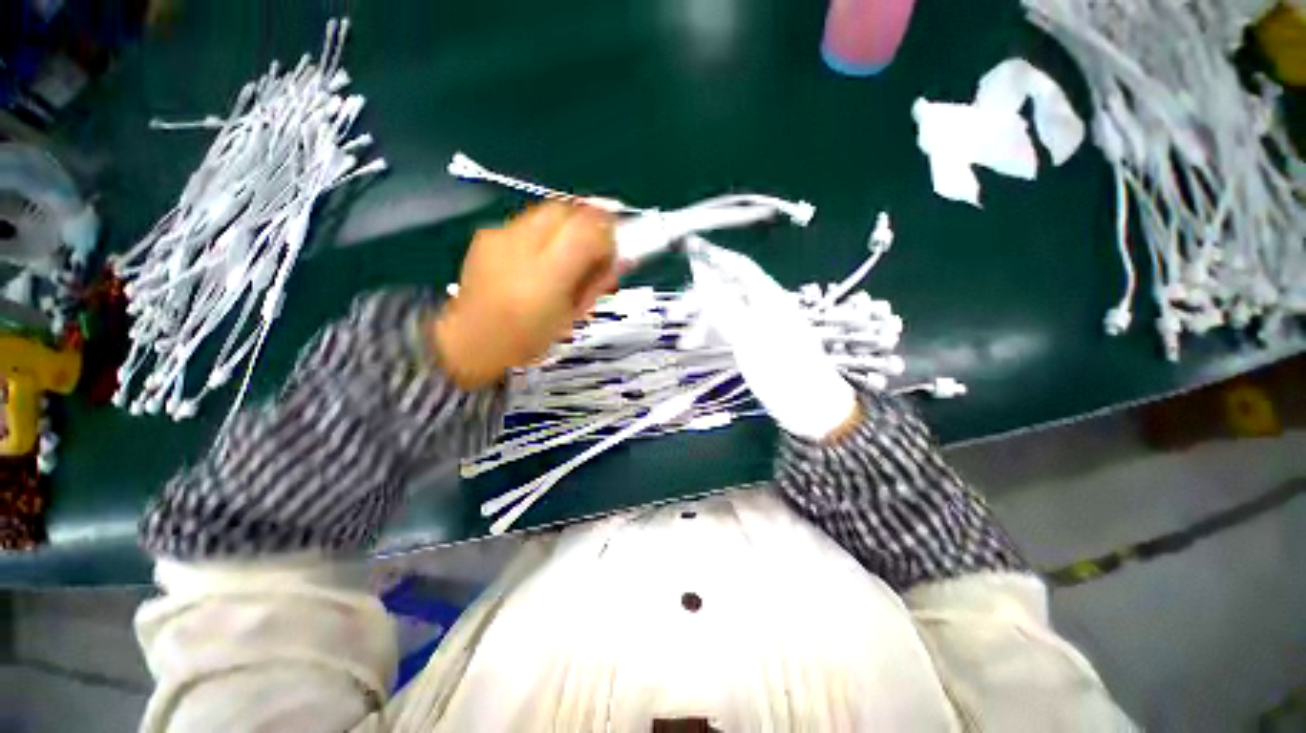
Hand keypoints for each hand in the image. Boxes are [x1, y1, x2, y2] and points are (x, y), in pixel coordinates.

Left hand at [433, 203, 616, 388]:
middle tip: (593, 248)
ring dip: (567, 226)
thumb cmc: (530, 338)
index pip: (590, 227)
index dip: (609, 231)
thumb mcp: (573, 315)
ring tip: (566, 255)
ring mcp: (501, 235)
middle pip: (569, 208)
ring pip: (548, 210)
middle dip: (589, 222)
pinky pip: (527, 221)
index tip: (613, 249)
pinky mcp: (487, 234)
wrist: (471, 341)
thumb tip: (624, 258)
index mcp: (549, 275)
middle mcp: (524, 245)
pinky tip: (537, 259)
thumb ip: (598, 282)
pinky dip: (543, 233)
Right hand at [688, 241, 857, 440]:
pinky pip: (728, 332)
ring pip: (725, 313)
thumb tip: (702, 274)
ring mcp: (759, 327)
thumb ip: (724, 305)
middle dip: (701, 299)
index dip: (714, 259)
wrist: (809, 407)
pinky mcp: (755, 344)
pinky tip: (698, 346)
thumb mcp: (749, 337)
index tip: (687, 257)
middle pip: (728, 291)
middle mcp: (764, 307)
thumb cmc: (782, 370)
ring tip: (685, 342)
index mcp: (769, 298)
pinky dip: (712, 336)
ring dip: (703, 322)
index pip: (739, 267)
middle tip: (675, 314)